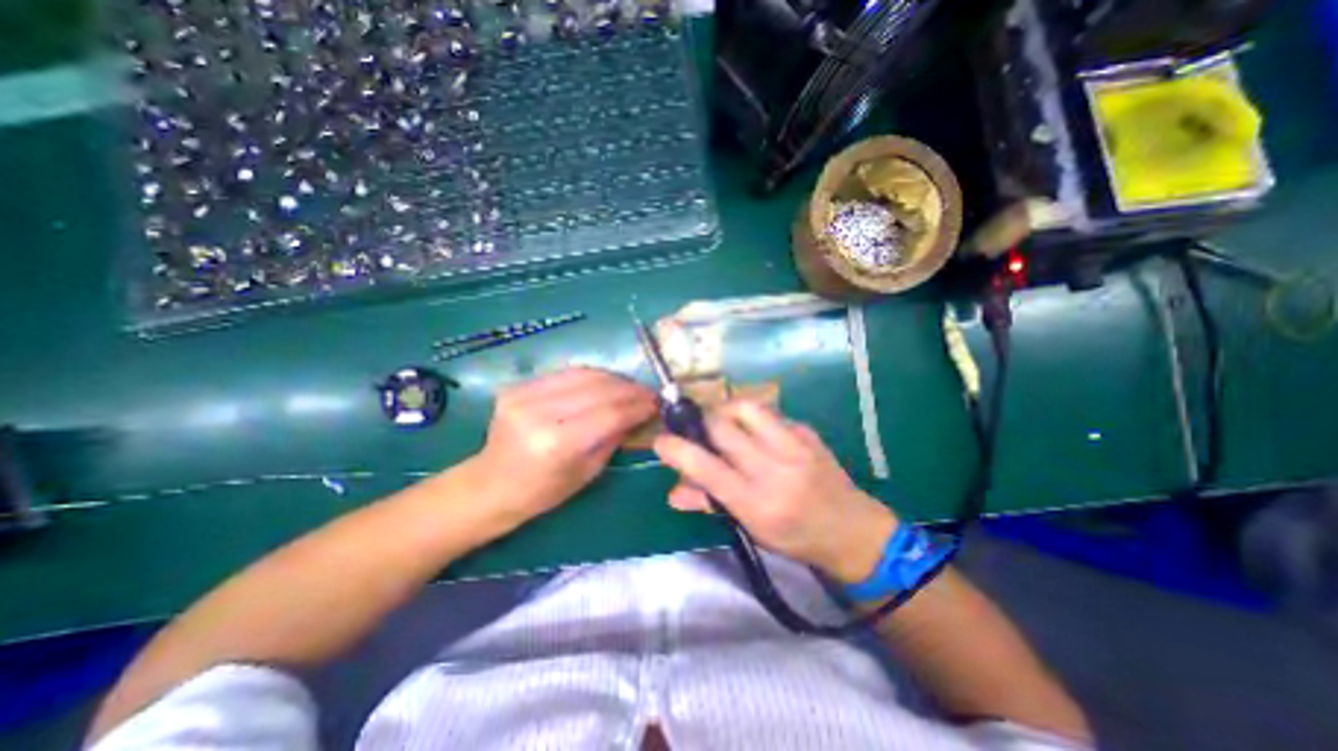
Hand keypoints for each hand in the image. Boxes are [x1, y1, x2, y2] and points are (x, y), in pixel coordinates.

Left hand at [475, 367, 656, 523]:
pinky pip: (565, 373)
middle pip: (598, 389)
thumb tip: (641, 414)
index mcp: (556, 444)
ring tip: (630, 387)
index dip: (637, 406)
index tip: (657, 403)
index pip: (609, 413)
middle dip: (630, 389)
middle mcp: (538, 413)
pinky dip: (591, 376)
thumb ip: (614, 438)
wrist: (490, 485)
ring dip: (614, 379)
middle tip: (649, 393)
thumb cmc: (542, 492)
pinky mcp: (517, 386)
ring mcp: (523, 395)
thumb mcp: (587, 472)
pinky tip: (605, 383)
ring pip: (583, 374)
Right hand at [653, 403, 892, 583]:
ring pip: (746, 407)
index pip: (706, 467)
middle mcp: (775, 469)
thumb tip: (673, 492)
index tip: (662, 441)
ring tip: (722, 425)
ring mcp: (794, 445)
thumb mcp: (750, 529)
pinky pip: (769, 413)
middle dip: (699, 422)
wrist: (852, 530)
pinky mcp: (807, 431)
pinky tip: (754, 433)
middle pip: (722, 425)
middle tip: (695, 429)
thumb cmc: (796, 537)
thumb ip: (710, 505)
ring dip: (725, 411)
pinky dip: (751, 419)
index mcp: (757, 502)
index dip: (677, 449)